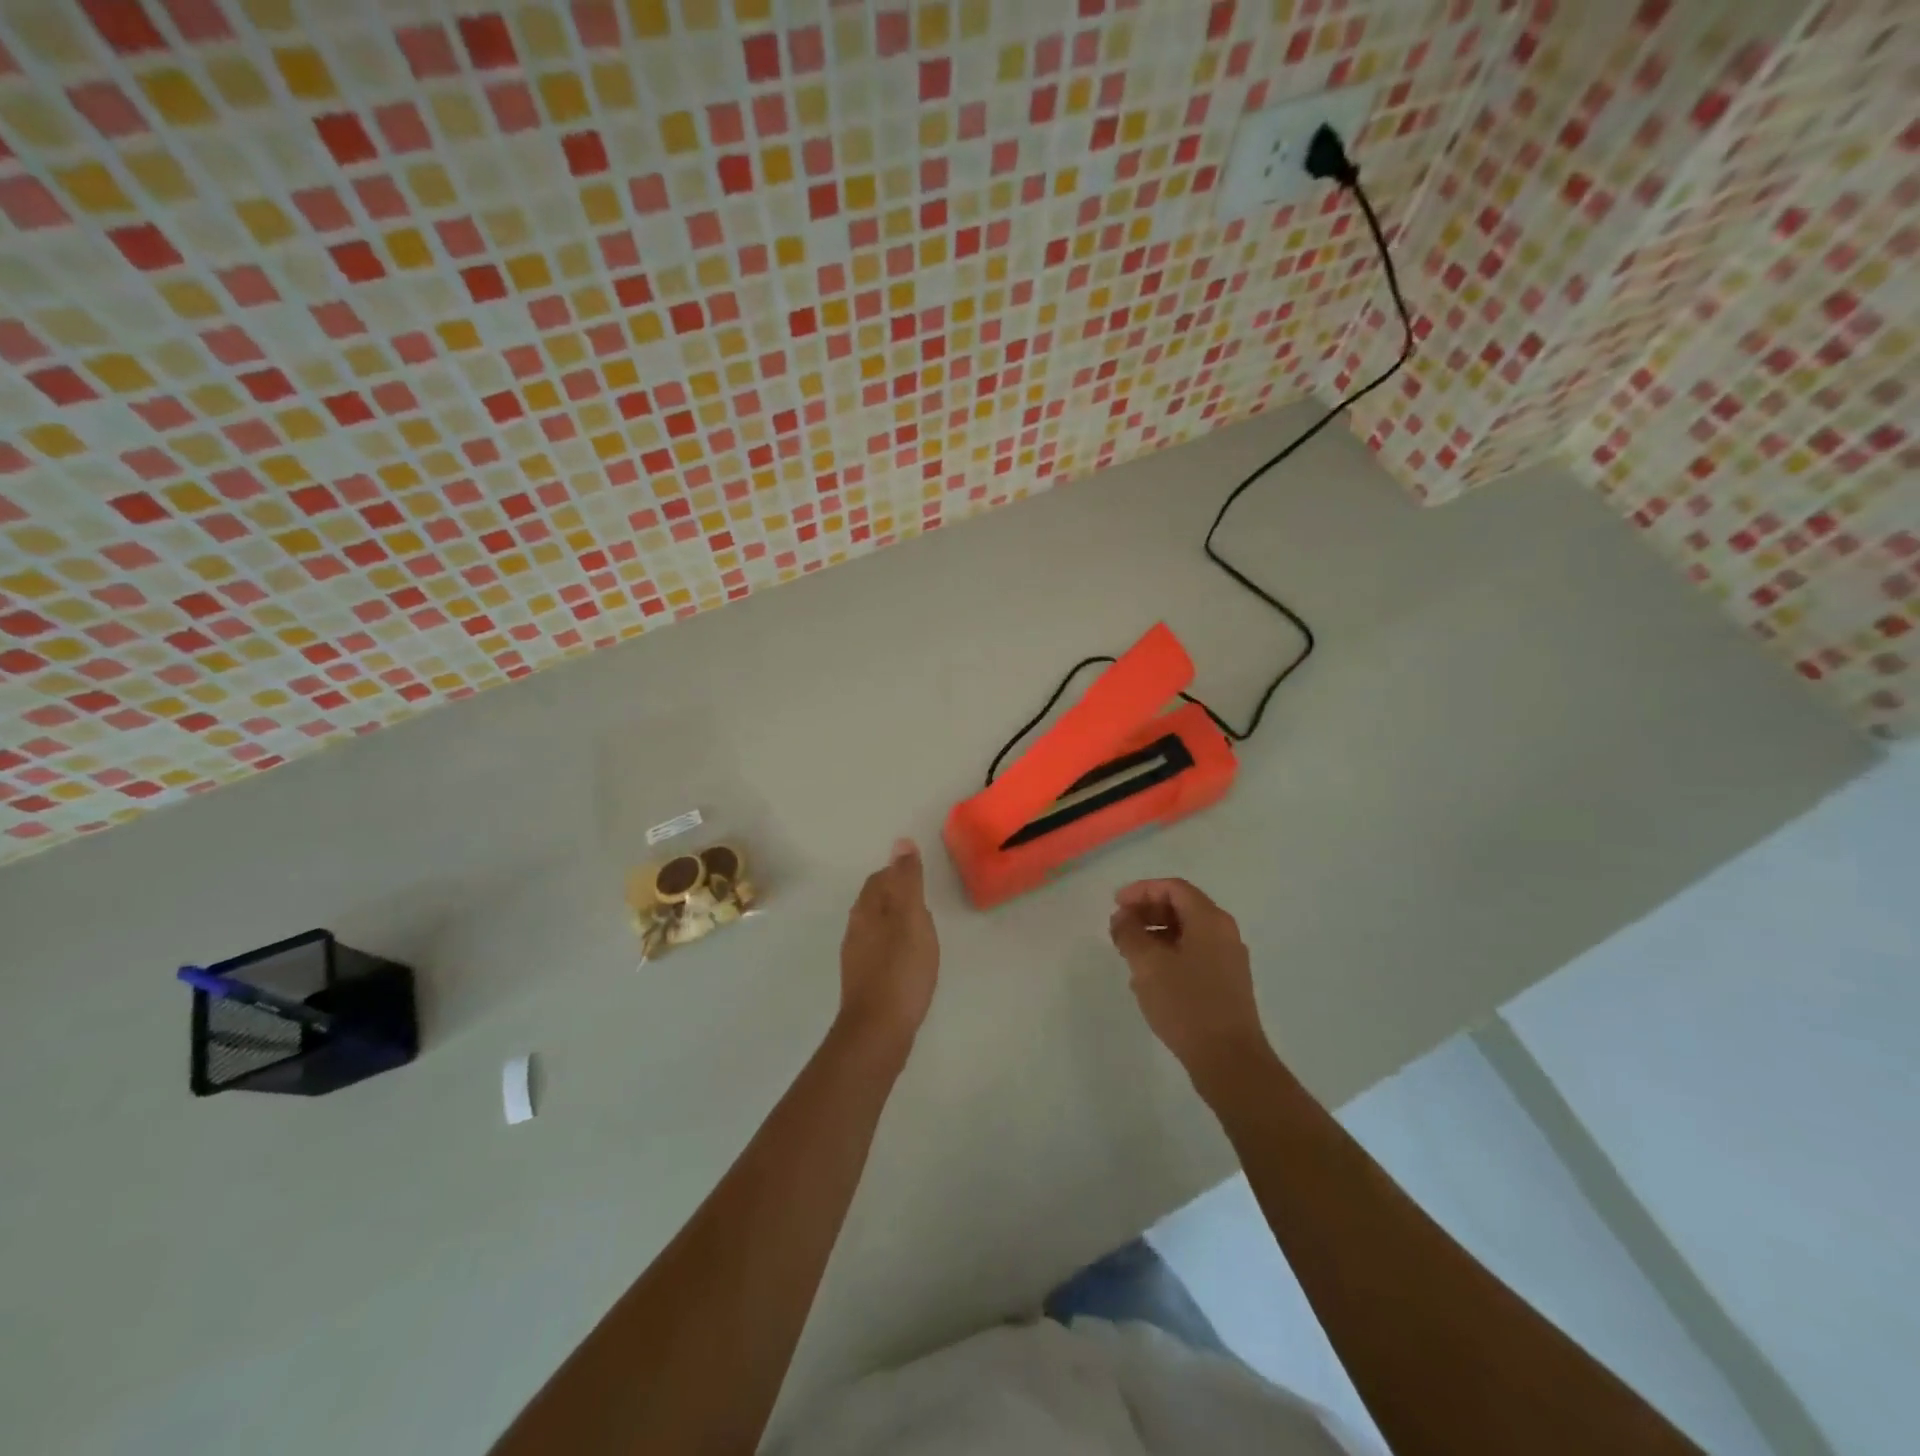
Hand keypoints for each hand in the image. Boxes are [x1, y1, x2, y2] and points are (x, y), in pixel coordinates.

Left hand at [837, 839, 939, 1053]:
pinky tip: (909, 961)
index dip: (899, 874)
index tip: (921, 880)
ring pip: (876, 927)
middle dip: (897, 896)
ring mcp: (857, 956)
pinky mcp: (863, 981)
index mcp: (867, 909)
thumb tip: (901, 842)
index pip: (880, 879)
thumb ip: (908, 881)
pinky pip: (879, 951)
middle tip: (924, 903)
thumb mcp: (912, 918)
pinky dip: (894, 946)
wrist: (878, 1030)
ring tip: (921, 932)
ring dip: (895, 922)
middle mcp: (856, 928)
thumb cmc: (900, 968)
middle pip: (875, 901)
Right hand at [1110, 878, 1269, 1082]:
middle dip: (1147, 913)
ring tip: (1129, 955)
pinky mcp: (1226, 984)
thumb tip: (1122, 917)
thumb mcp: (1148, 965)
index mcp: (1210, 920)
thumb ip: (1130, 934)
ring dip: (1155, 936)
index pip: (1173, 888)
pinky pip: (1194, 956)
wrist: (1230, 1061)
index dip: (1141, 891)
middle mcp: (1224, 933)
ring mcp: (1228, 960)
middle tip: (1119, 928)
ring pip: (1187, 934)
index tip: (1115, 905)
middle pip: (1182, 908)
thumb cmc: (1187, 1004)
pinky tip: (1149, 980)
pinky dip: (1169, 956)